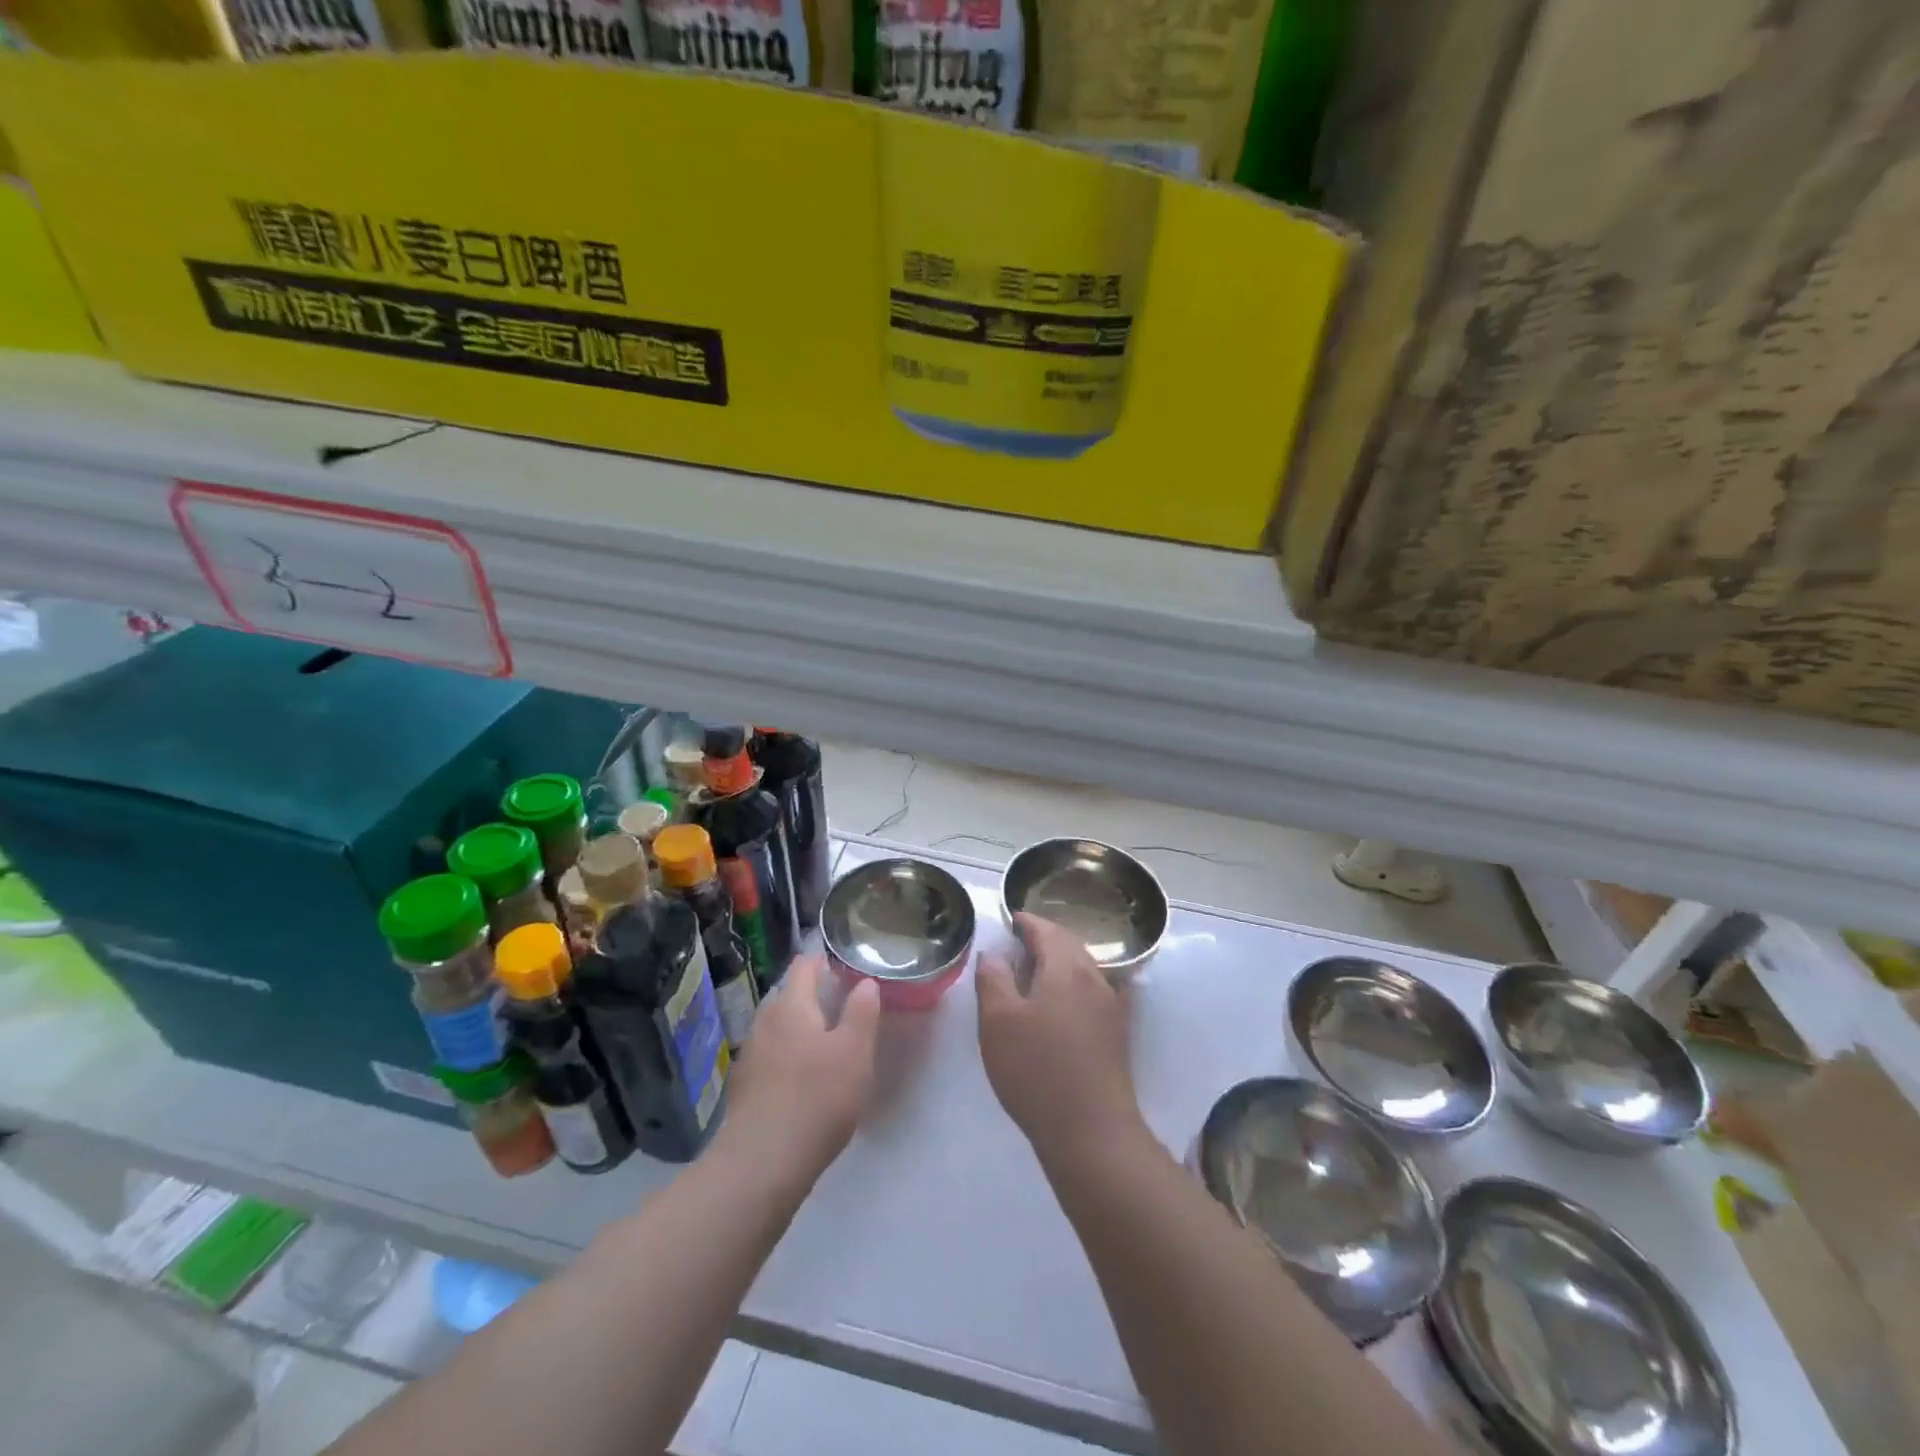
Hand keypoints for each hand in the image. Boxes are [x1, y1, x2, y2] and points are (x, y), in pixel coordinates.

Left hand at [720, 954, 881, 1185]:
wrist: (761, 1164)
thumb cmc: (817, 1098)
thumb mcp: (855, 1052)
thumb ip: (862, 1012)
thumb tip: (864, 982)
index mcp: (791, 1006)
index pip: (803, 967)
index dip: (822, 961)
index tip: (841, 965)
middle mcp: (764, 1023)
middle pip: (789, 998)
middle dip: (812, 998)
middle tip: (842, 1006)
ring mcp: (750, 1056)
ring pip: (778, 1030)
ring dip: (799, 1030)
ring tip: (826, 1043)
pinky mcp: (744, 1089)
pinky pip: (770, 1059)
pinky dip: (787, 1058)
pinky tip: (802, 1080)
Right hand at [976, 913, 1143, 1166]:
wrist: (1092, 1131)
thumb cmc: (1037, 1070)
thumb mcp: (998, 1022)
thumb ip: (993, 979)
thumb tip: (993, 953)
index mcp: (1066, 968)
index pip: (1046, 930)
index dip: (1026, 921)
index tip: (1010, 918)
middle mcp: (1094, 978)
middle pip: (1069, 944)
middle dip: (1045, 937)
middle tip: (1019, 941)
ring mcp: (1111, 1005)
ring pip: (1084, 967)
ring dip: (1060, 960)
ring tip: (1035, 969)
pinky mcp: (1117, 1032)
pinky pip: (1093, 990)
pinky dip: (1075, 982)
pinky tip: (1064, 999)